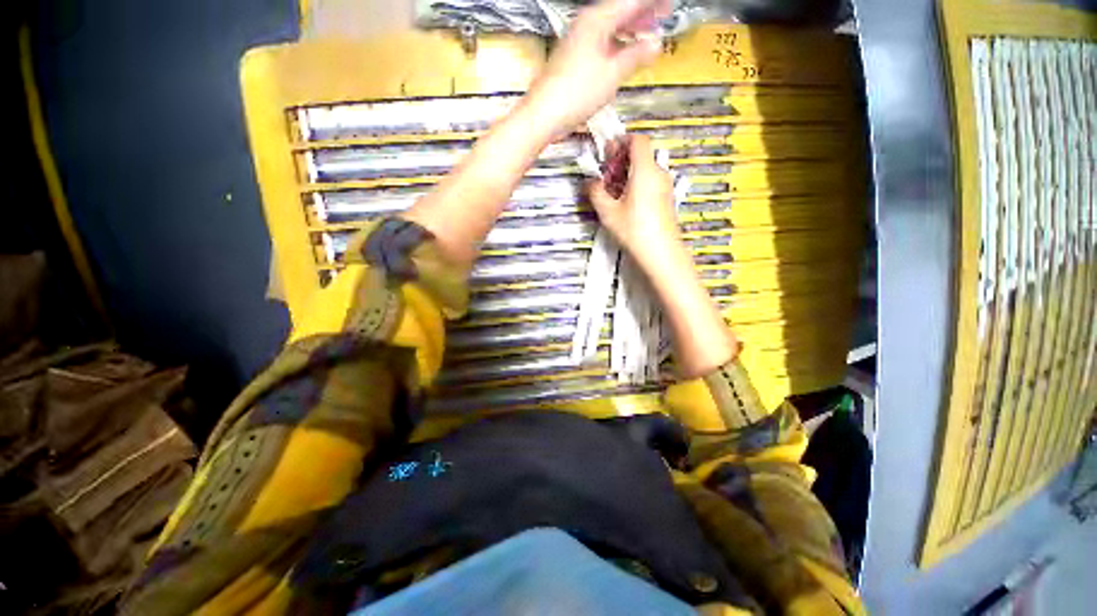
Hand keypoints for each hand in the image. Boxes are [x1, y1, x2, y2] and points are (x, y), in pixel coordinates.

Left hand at [525, 0, 670, 132]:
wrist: (545, 114)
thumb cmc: (575, 93)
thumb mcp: (612, 74)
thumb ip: (635, 56)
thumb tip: (655, 44)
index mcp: (597, 21)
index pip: (631, 3)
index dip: (652, 4)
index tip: (668, 5)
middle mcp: (586, 26)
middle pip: (620, 11)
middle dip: (642, 13)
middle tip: (662, 14)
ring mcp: (578, 42)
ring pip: (610, 27)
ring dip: (630, 28)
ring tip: (647, 30)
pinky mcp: (574, 59)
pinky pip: (601, 43)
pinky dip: (616, 44)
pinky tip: (623, 52)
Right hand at [587, 135, 678, 260]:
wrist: (661, 252)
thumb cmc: (635, 230)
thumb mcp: (608, 212)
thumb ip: (596, 192)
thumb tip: (590, 183)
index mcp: (645, 170)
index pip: (638, 140)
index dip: (621, 141)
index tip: (608, 152)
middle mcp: (658, 174)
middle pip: (641, 155)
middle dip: (621, 160)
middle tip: (606, 174)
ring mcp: (664, 187)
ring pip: (645, 169)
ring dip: (627, 174)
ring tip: (612, 191)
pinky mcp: (666, 199)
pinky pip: (650, 182)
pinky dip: (637, 184)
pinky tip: (625, 202)